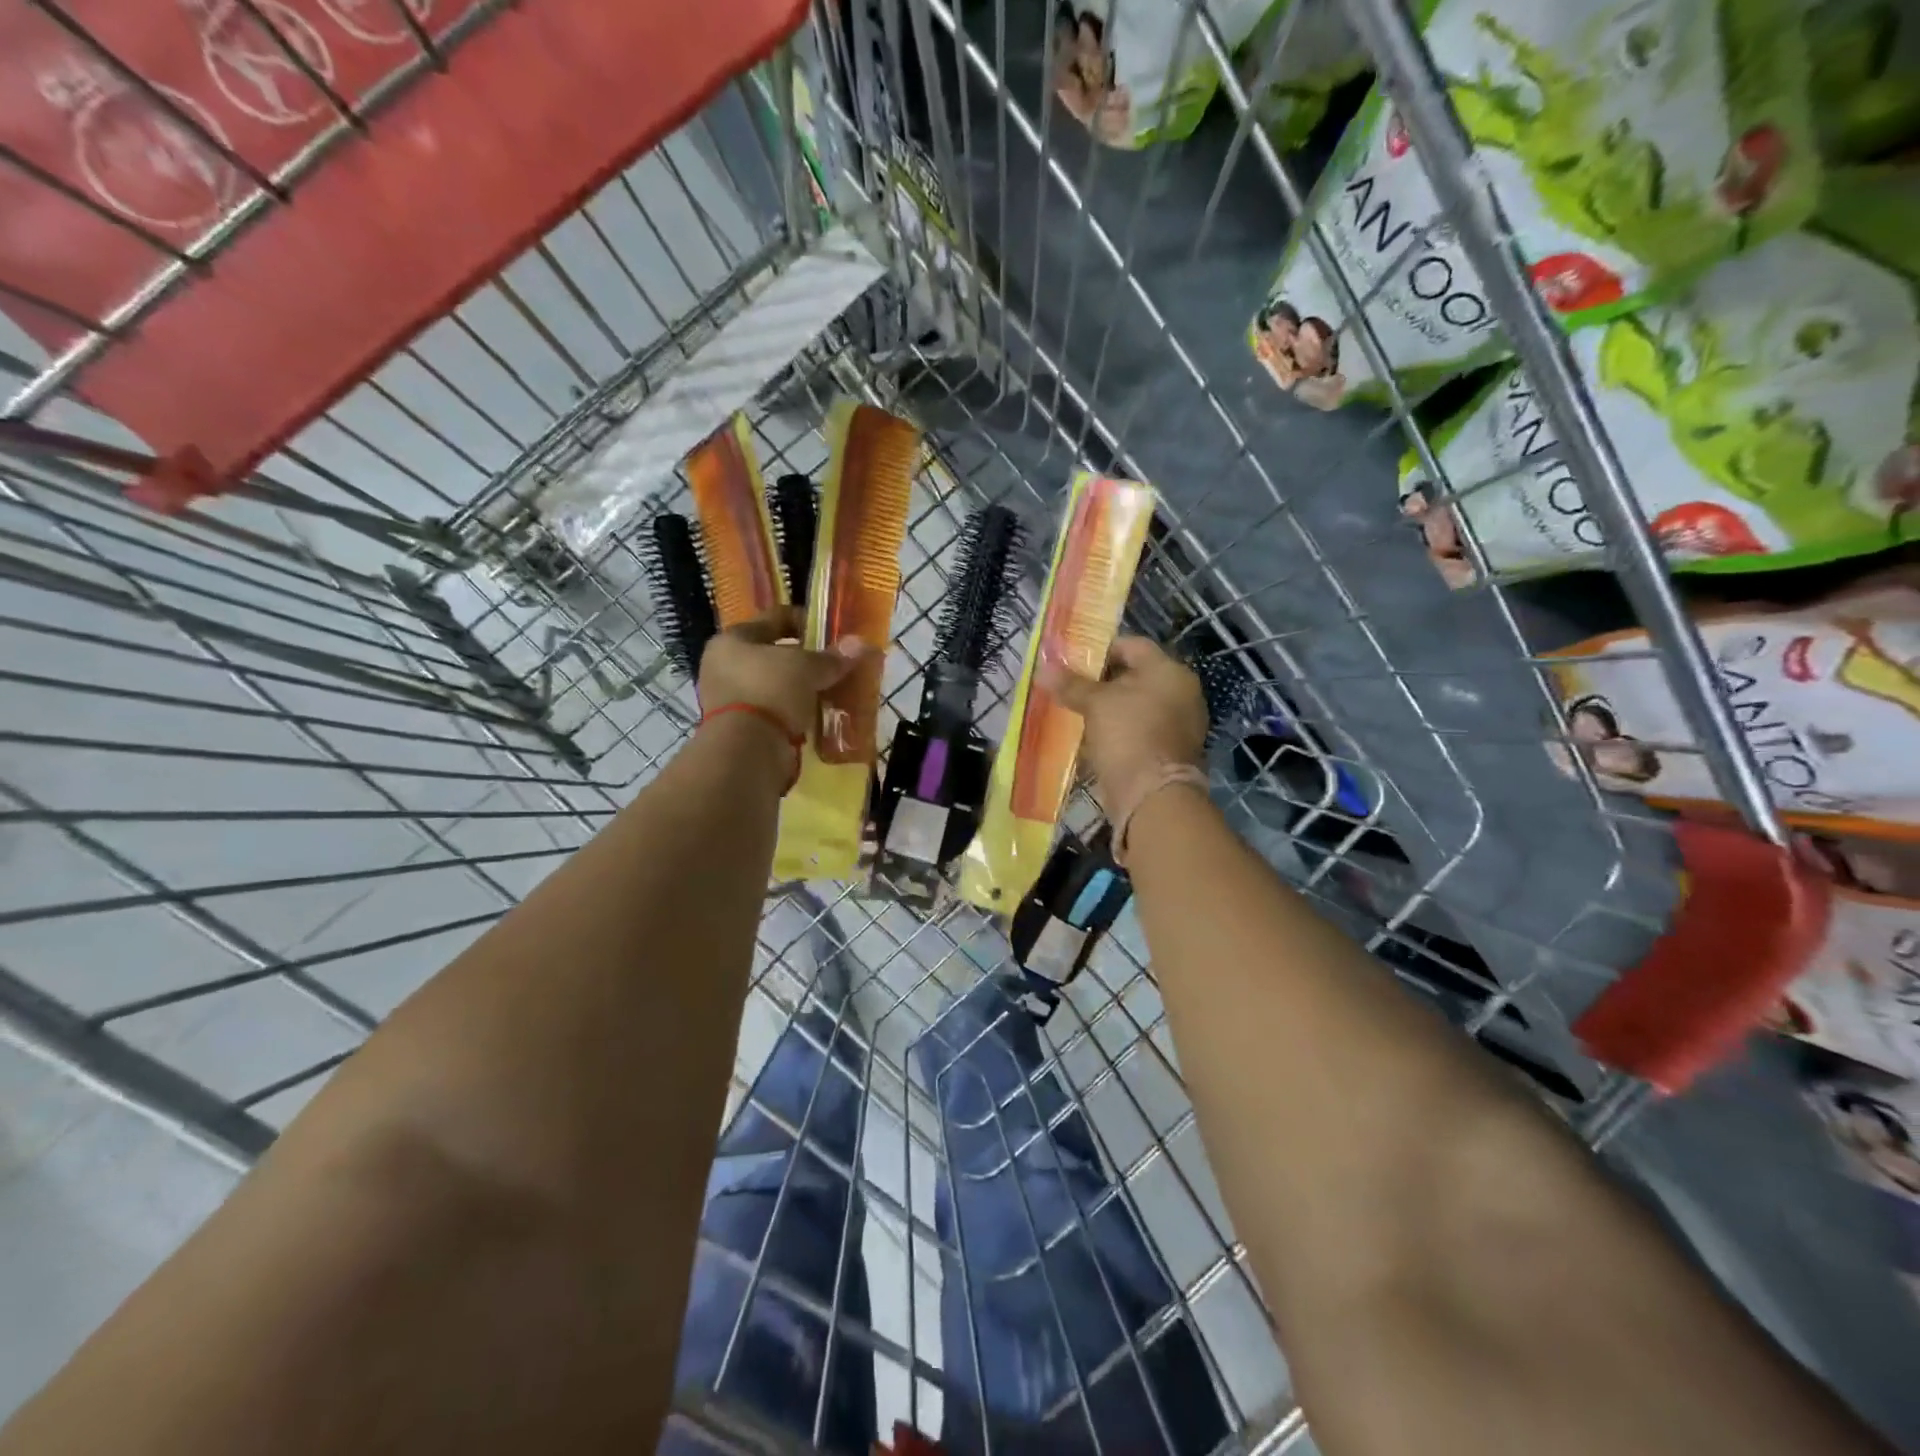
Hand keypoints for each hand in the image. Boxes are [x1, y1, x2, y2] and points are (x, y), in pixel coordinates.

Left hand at [697, 607, 864, 736]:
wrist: (747, 750)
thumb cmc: (771, 690)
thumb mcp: (807, 668)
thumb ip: (832, 658)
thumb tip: (861, 644)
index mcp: (732, 640)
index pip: (773, 619)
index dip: (804, 621)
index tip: (830, 632)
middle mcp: (723, 666)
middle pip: (772, 655)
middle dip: (803, 661)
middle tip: (832, 666)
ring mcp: (728, 700)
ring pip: (773, 685)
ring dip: (799, 689)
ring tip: (828, 693)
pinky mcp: (739, 729)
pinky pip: (773, 712)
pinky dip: (793, 713)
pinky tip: (815, 716)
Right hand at [1038, 635, 1207, 814]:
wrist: (1153, 796)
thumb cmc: (1128, 735)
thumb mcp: (1095, 704)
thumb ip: (1071, 684)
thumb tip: (1043, 669)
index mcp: (1169, 671)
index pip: (1132, 645)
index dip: (1100, 650)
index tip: (1072, 662)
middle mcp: (1180, 693)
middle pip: (1134, 676)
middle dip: (1100, 681)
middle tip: (1069, 687)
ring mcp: (1177, 724)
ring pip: (1135, 706)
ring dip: (1107, 708)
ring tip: (1075, 711)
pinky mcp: (1168, 750)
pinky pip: (1138, 730)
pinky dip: (1117, 730)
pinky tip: (1092, 737)